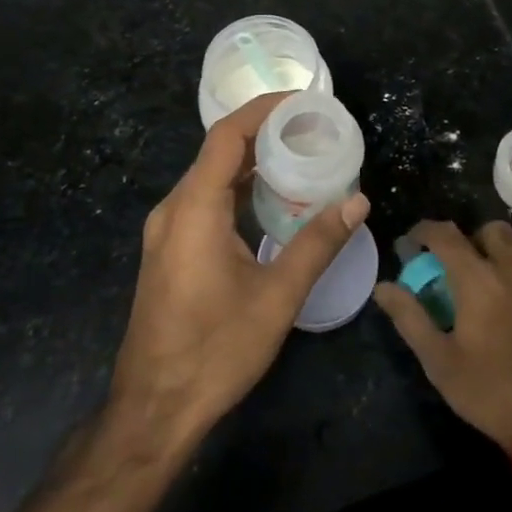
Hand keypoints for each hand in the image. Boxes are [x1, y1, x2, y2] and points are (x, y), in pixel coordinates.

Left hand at [107, 93, 370, 453]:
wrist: (153, 410)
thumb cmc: (215, 351)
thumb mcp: (277, 297)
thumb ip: (317, 243)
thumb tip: (358, 202)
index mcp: (193, 208)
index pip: (227, 136)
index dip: (263, 109)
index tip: (303, 101)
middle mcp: (174, 208)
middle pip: (218, 151)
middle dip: (264, 132)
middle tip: (312, 129)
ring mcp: (167, 230)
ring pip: (211, 176)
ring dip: (252, 161)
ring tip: (299, 155)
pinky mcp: (169, 249)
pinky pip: (205, 199)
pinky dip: (238, 188)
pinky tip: (270, 199)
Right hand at [373, 220, 511, 450]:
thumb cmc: (492, 391)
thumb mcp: (440, 362)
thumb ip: (411, 318)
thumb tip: (383, 287)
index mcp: (478, 278)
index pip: (446, 235)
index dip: (424, 231)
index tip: (409, 243)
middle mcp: (509, 270)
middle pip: (486, 231)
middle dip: (464, 238)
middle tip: (447, 266)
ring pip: (511, 248)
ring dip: (489, 253)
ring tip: (473, 286)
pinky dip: (507, 272)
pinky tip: (498, 307)